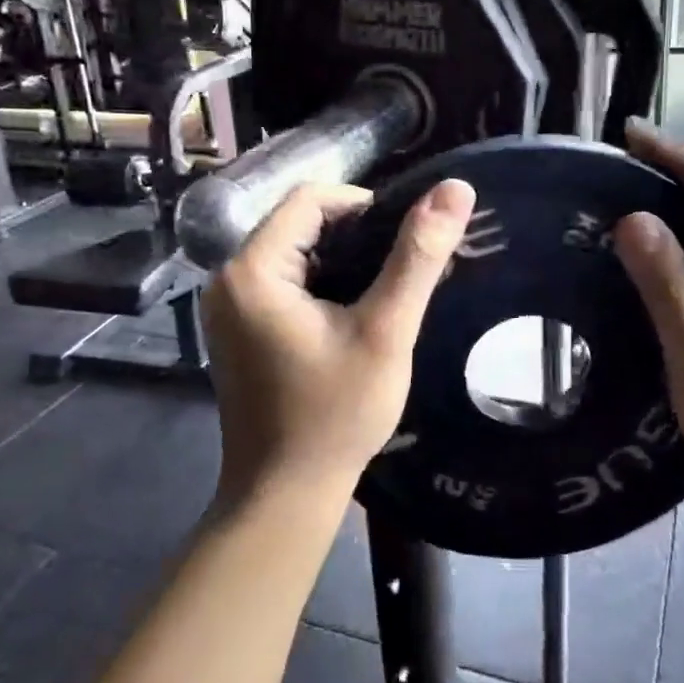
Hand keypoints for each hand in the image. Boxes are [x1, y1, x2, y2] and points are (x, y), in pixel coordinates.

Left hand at [203, 179, 477, 508]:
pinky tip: (352, 314)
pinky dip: (320, 285)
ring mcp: (228, 306)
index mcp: (252, 269)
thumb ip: (418, 258)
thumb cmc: (335, 414)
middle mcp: (228, 278)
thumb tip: (455, 189)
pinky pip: (282, 282)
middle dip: (355, 237)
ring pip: (293, 253)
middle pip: (299, 224)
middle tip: (401, 271)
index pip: (311, 198)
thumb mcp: (385, 333)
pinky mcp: (237, 328)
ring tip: (384, 292)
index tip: (404, 244)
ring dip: (341, 261)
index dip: (365, 207)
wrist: (284, 493)